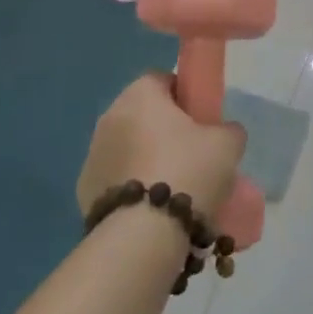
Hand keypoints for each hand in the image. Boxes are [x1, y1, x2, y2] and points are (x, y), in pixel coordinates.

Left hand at [78, 75, 247, 223]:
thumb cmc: (188, 172)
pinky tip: (153, 209)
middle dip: (164, 130)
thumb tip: (222, 132)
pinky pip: (116, 179)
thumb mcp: (228, 144)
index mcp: (140, 95)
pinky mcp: (84, 191)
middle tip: (193, 155)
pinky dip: (132, 187)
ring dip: (146, 159)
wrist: (144, 234)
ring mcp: (92, 155)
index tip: (202, 120)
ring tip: (175, 188)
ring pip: (127, 147)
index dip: (185, 95)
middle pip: (143, 114)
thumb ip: (228, 129)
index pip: (162, 79)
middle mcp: (109, 117)